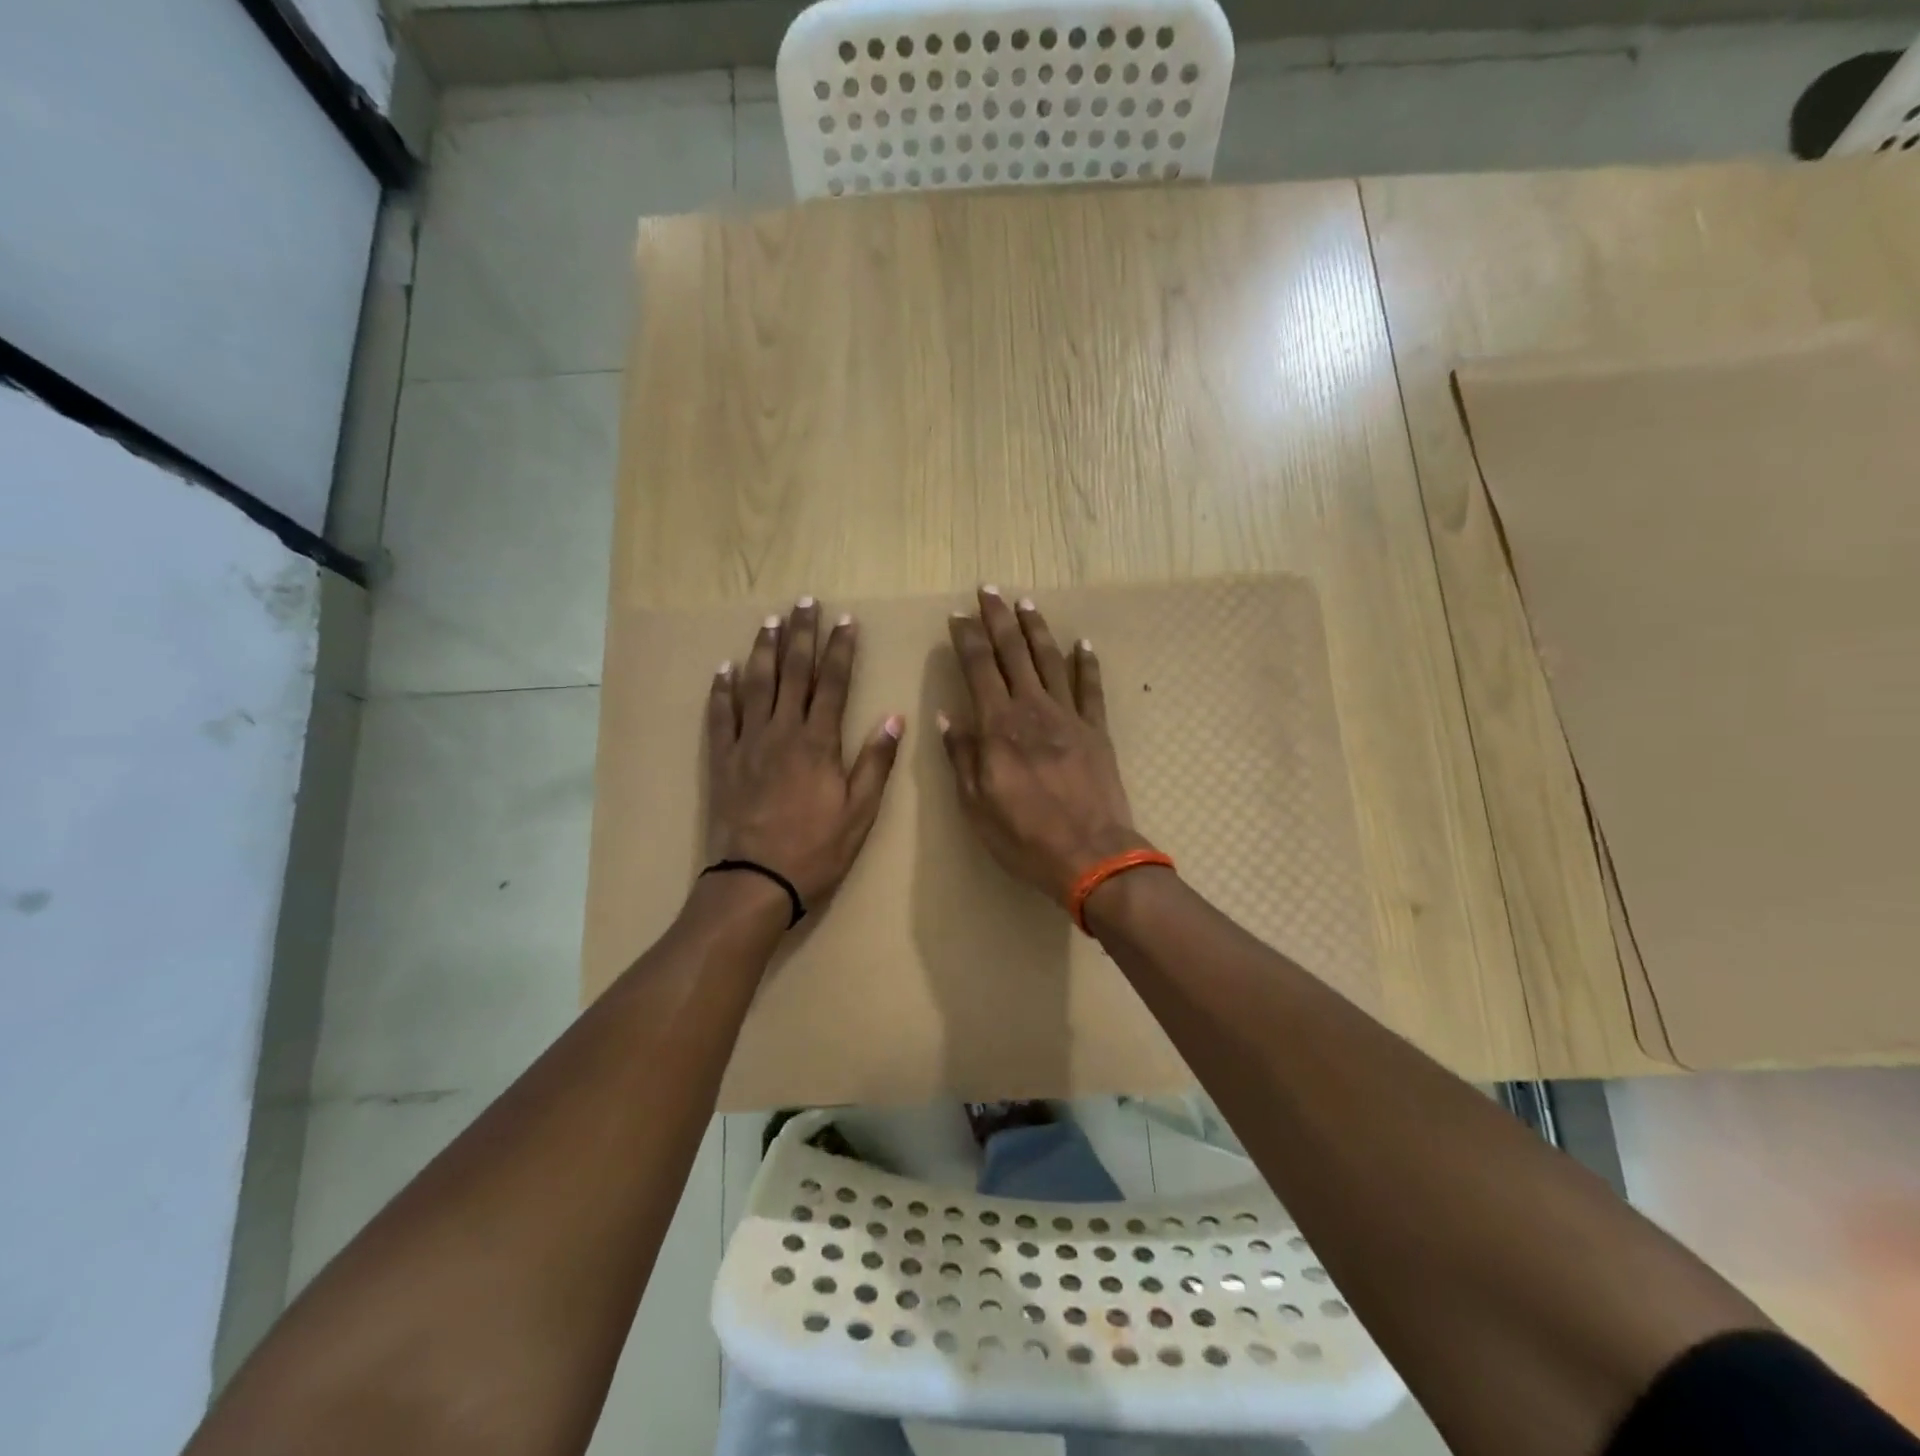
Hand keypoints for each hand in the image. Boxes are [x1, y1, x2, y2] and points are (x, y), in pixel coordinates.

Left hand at [706, 598, 903, 909]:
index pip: (833, 683)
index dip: (841, 650)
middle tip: (806, 602)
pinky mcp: (722, 759)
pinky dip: (722, 690)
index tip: (846, 620)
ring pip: (756, 685)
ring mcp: (748, 743)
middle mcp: (782, 731)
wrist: (756, 880)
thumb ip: (876, 762)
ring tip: (770, 621)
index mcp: (819, 742)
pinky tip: (725, 668)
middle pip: (793, 672)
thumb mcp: (860, 811)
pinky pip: (721, 716)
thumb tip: (895, 717)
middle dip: (802, 635)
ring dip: (764, 650)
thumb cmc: (816, 849)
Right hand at [939, 587, 1148, 904]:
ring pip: (1050, 660)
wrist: (1091, 855)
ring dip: (1037, 629)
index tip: (957, 615)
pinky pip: (1091, 688)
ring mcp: (1069, 716)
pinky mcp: (1096, 730)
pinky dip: (1087, 663)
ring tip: (1026, 603)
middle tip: (988, 590)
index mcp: (998, 725)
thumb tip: (946, 715)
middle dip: (998, 618)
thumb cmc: (1024, 836)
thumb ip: (961, 755)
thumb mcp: (975, 803)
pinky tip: (1083, 643)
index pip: (978, 667)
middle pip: (1013, 652)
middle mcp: (1032, 709)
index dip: (967, 637)